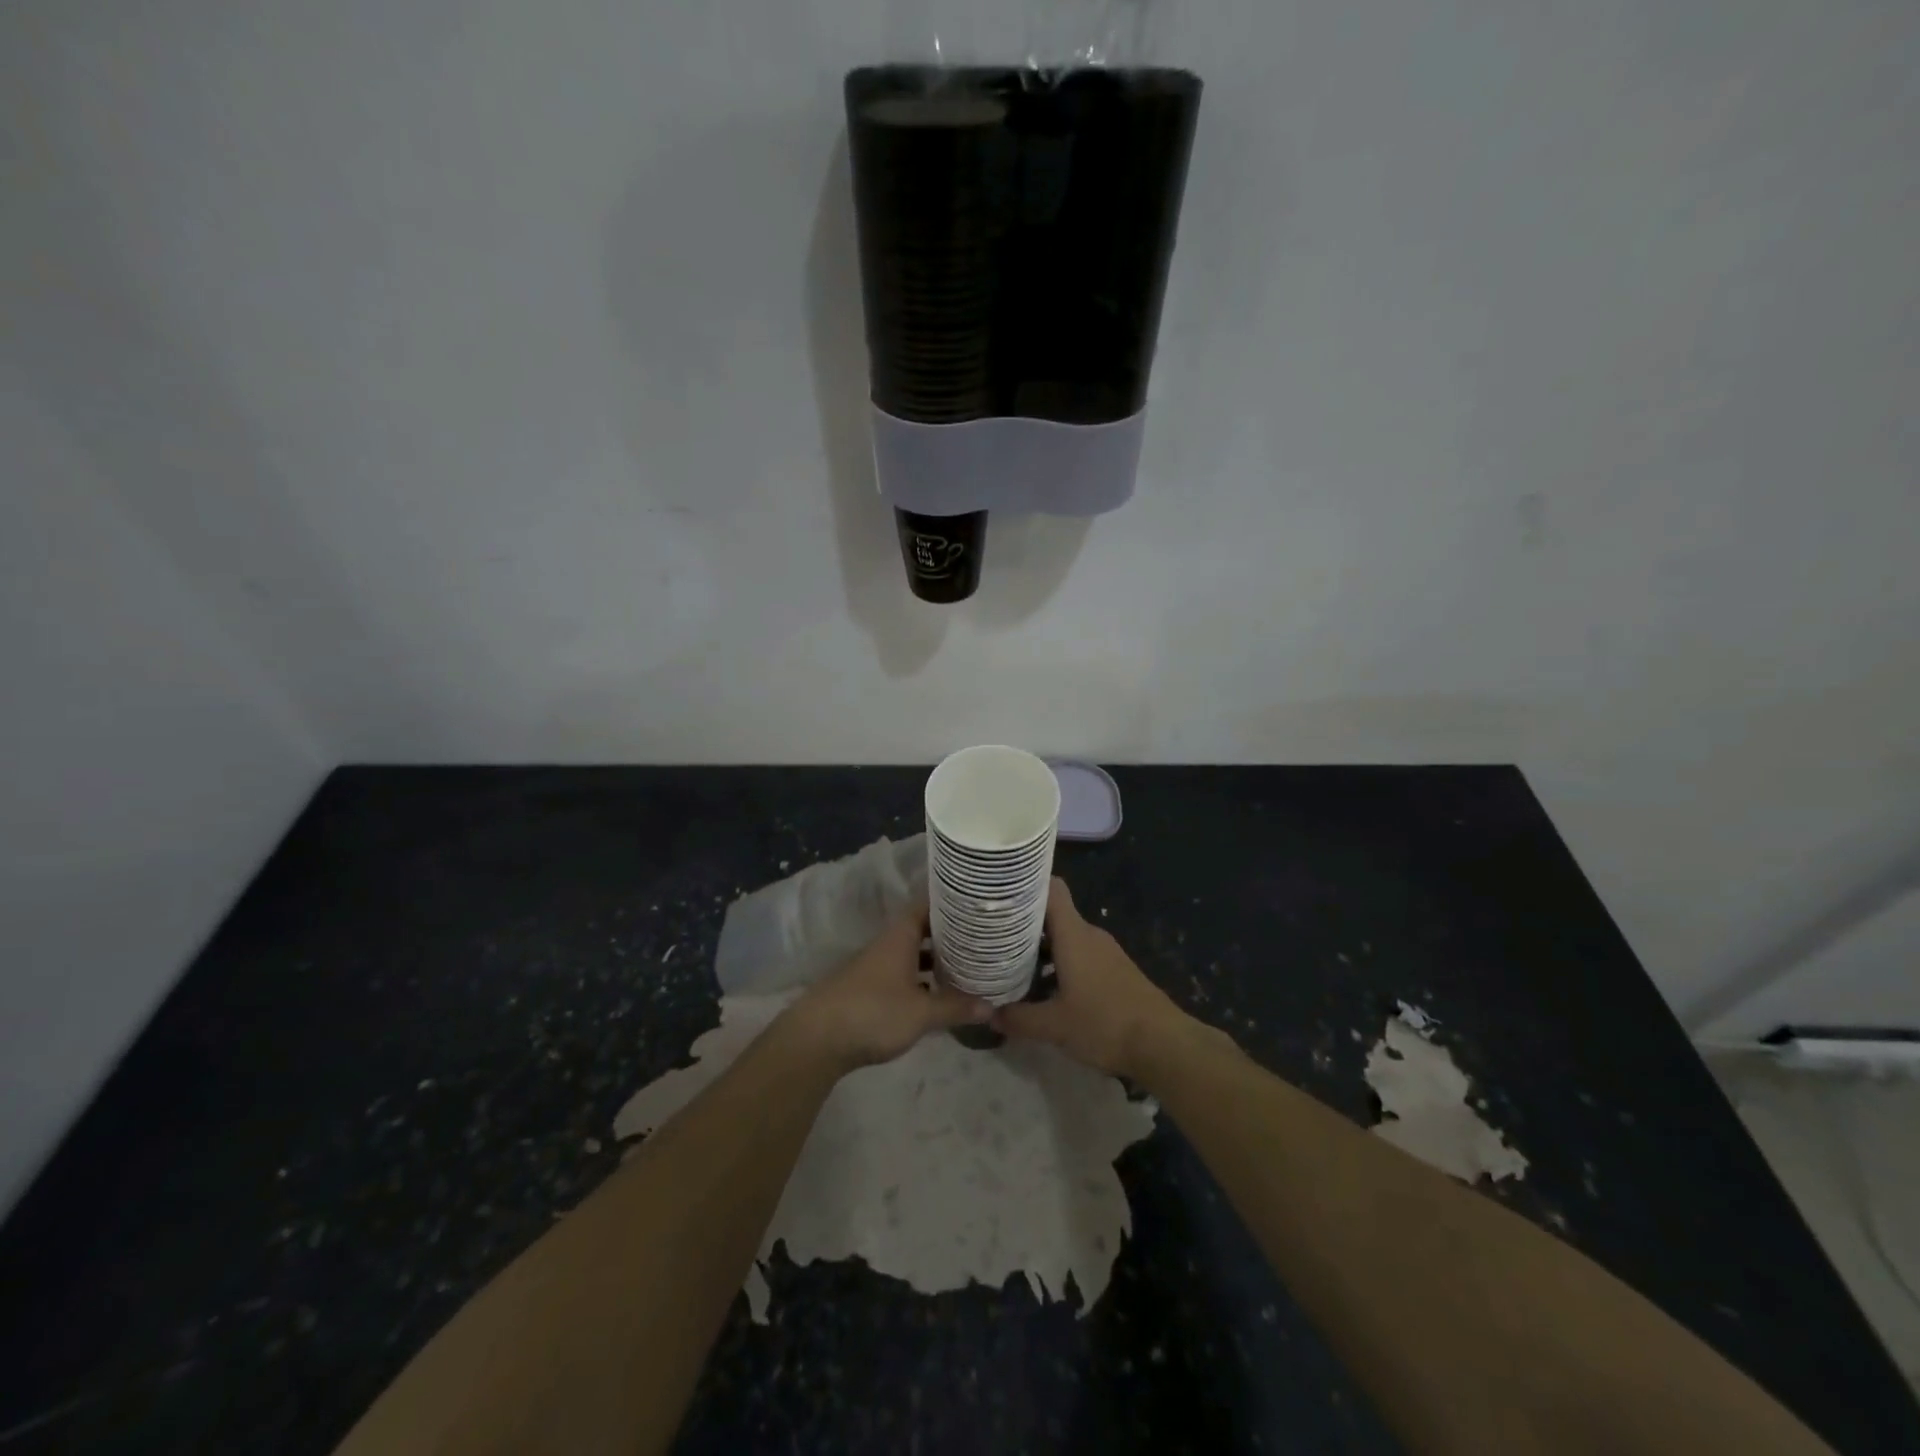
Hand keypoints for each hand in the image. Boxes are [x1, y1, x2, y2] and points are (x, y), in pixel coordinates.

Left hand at [786, 901, 991, 1071]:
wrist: (816, 1039)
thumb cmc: (873, 1013)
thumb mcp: (921, 1013)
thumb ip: (955, 1007)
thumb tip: (992, 1005)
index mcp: (899, 937)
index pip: (927, 906)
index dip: (950, 903)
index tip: (976, 904)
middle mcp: (887, 945)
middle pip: (921, 930)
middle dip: (948, 934)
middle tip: (980, 937)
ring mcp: (874, 967)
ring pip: (911, 954)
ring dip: (934, 959)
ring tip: (966, 965)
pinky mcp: (867, 990)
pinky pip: (901, 974)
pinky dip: (920, 979)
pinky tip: (936, 995)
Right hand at [993, 878, 1190, 1077]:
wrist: (1164, 1045)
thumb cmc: (1105, 1023)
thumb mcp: (1054, 1026)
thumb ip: (1018, 1018)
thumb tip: (988, 1014)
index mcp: (1074, 934)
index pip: (1051, 888)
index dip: (1026, 883)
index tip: (999, 890)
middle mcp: (1090, 935)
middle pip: (1053, 915)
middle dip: (1023, 923)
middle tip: (992, 934)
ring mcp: (1105, 953)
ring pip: (1066, 939)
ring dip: (1040, 949)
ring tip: (1010, 964)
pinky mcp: (1115, 972)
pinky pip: (1079, 956)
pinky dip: (1058, 965)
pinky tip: (1044, 989)